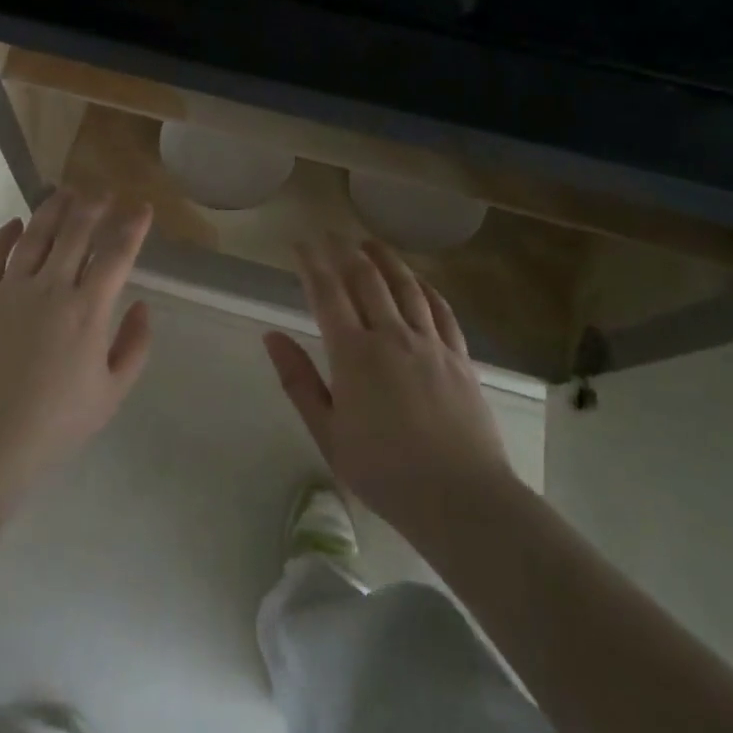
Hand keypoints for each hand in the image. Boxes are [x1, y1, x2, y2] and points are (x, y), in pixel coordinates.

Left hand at [0, 188, 153, 488]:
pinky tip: (12, 224)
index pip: (116, 254)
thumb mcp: (111, 394)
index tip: (141, 206)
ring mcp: (8, 291)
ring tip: (65, 192)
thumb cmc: (54, 425)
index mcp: (87, 310)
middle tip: (103, 192)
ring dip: (52, 210)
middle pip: (75, 233)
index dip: (132, 226)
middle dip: (93, 206)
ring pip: (34, 236)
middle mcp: (50, 288)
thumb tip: (141, 305)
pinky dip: (2, 236)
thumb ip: (134, 347)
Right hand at [266, 237, 512, 540]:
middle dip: (345, 251)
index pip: (328, 293)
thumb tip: (272, 335)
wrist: (460, 497)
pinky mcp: (459, 356)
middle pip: (367, 279)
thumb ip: (298, 381)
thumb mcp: (327, 433)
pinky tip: (419, 280)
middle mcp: (391, 336)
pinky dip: (426, 288)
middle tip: (331, 235)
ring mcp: (430, 343)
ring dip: (385, 259)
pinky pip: (441, 310)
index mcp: (354, 354)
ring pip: (406, 286)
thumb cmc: (383, 471)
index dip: (312, 264)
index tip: (300, 243)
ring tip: (370, 242)